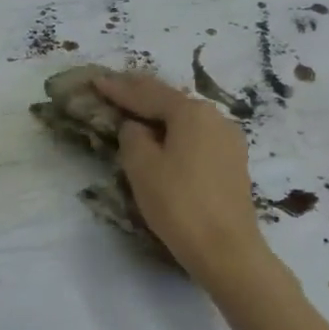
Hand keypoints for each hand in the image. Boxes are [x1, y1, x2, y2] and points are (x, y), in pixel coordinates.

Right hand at [94, 72, 269, 287]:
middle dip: (141, 93)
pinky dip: (176, 132)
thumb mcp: (142, 167)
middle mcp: (215, 117)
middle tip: (114, 86)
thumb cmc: (178, 204)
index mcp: (192, 112)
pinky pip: (197, 136)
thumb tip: (137, 127)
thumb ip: (133, 137)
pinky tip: (165, 136)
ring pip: (186, 118)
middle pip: (171, 100)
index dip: (118, 88)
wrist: (226, 249)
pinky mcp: (232, 162)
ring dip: (160, 113)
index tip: (96, 80)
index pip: (147, 94)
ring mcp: (229, 139)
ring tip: (136, 108)